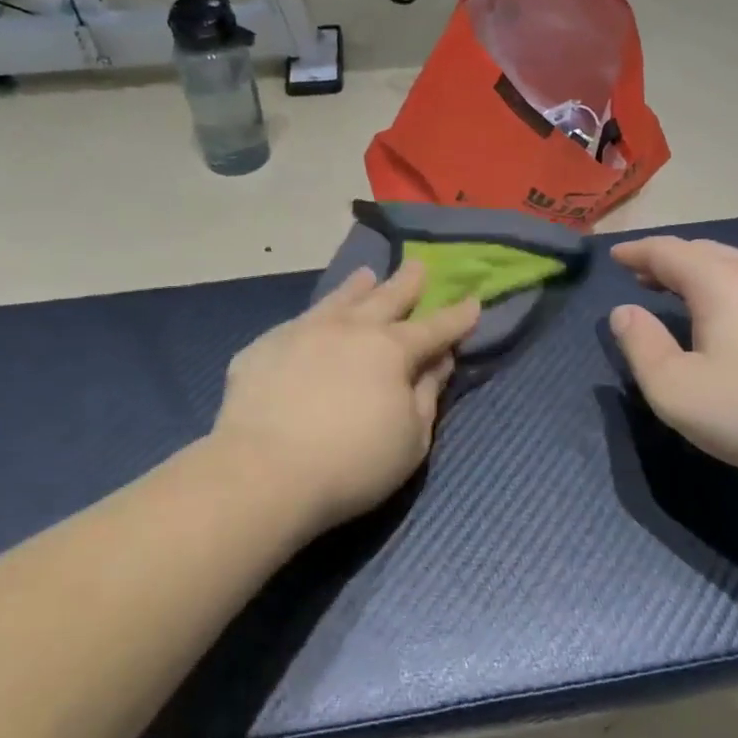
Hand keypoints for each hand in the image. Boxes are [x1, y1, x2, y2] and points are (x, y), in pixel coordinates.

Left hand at [211, 261, 480, 534]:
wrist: (264, 472)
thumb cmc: (353, 463)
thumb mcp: (411, 439)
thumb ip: (427, 395)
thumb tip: (438, 362)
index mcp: (391, 350)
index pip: (434, 329)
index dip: (457, 317)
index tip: (473, 301)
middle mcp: (350, 329)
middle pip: (386, 298)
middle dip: (408, 283)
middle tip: (419, 265)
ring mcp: (303, 332)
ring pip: (338, 300)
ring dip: (358, 287)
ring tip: (367, 275)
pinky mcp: (264, 348)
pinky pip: (298, 324)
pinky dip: (315, 318)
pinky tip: (311, 323)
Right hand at [608, 237, 737, 491]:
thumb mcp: (677, 390)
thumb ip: (641, 346)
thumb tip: (624, 313)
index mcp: (719, 281)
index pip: (667, 251)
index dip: (637, 252)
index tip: (615, 257)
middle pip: (703, 251)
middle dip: (666, 260)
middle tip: (641, 276)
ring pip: (733, 266)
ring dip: (698, 273)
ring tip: (676, 293)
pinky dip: (725, 288)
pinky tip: (726, 317)